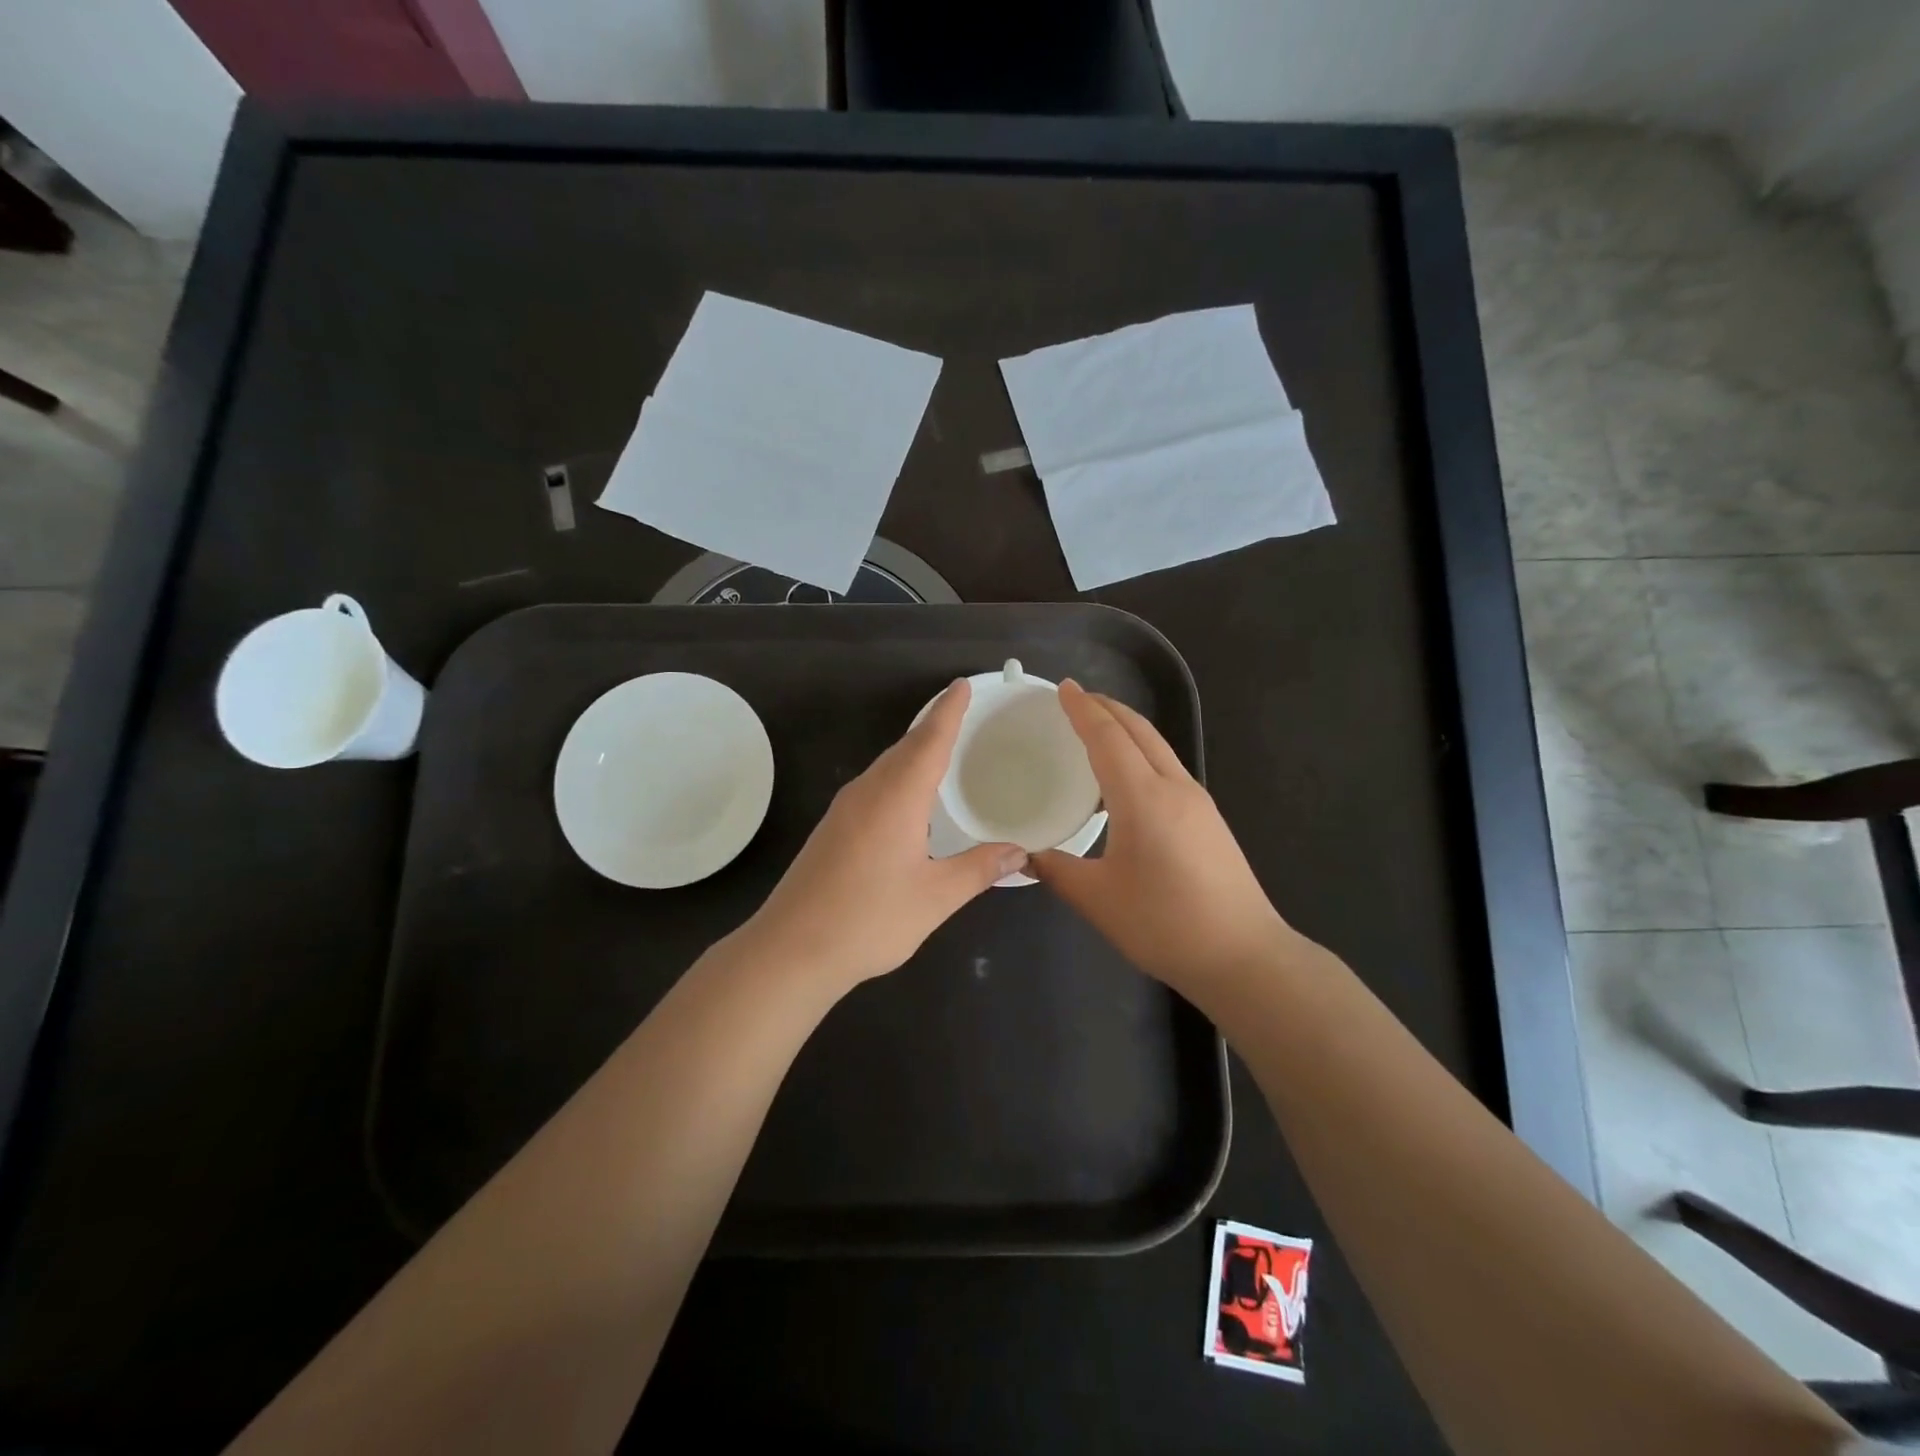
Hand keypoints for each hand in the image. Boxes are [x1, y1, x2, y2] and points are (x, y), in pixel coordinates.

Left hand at [740, 680, 1026, 989]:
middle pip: (905, 748)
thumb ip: (978, 869)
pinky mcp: (832, 829)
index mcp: (897, 797)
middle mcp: (868, 792)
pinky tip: (907, 799)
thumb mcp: (935, 897)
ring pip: (886, 766)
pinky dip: (897, 776)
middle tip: (961, 714)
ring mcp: (844, 809)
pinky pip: (873, 786)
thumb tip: (1019, 852)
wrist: (791, 950)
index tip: (962, 685)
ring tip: (941, 751)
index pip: (929, 740)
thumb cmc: (868, 919)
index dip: (949, 711)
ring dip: (913, 752)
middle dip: (933, 727)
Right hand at [1031, 681, 1288, 993]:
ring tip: (1099, 729)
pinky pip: (1168, 768)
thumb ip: (1057, 871)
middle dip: (1107, 708)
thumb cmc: (1165, 924)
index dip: (1083, 710)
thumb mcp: (1098, 900)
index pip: (1107, 737)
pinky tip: (1128, 777)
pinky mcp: (1209, 820)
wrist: (1244, 955)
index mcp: (1142, 798)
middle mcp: (1174, 788)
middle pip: (1139, 731)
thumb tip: (1025, 856)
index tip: (1063, 688)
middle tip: (1077, 699)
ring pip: (1158, 747)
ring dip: (1127, 729)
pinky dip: (1142, 753)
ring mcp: (1198, 802)